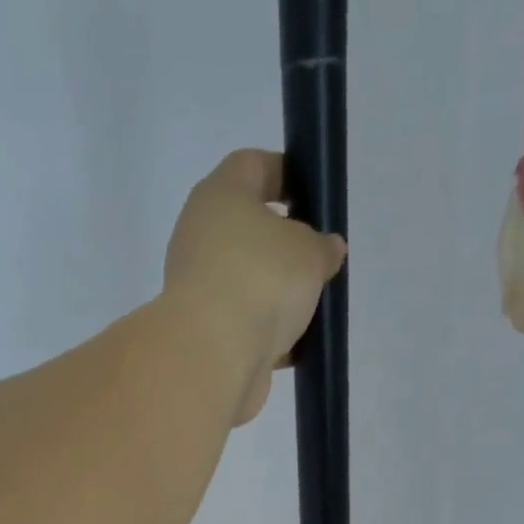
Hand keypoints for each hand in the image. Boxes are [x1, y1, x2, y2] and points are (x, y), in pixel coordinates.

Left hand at [161, 150, 347, 425]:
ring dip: (273, 294)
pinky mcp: (202, 333)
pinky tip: (291, 344)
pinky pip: (240, 324)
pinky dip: (263, 333)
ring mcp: (197, 289)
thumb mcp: (310, 253)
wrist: (212, 357)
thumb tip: (326, 249)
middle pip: (246, 230)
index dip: (283, 173)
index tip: (311, 194)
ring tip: (309, 307)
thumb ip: (322, 247)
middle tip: (315, 258)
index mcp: (219, 196)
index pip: (251, 166)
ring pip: (244, 282)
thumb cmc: (261, 281)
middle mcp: (199, 237)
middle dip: (282, 244)